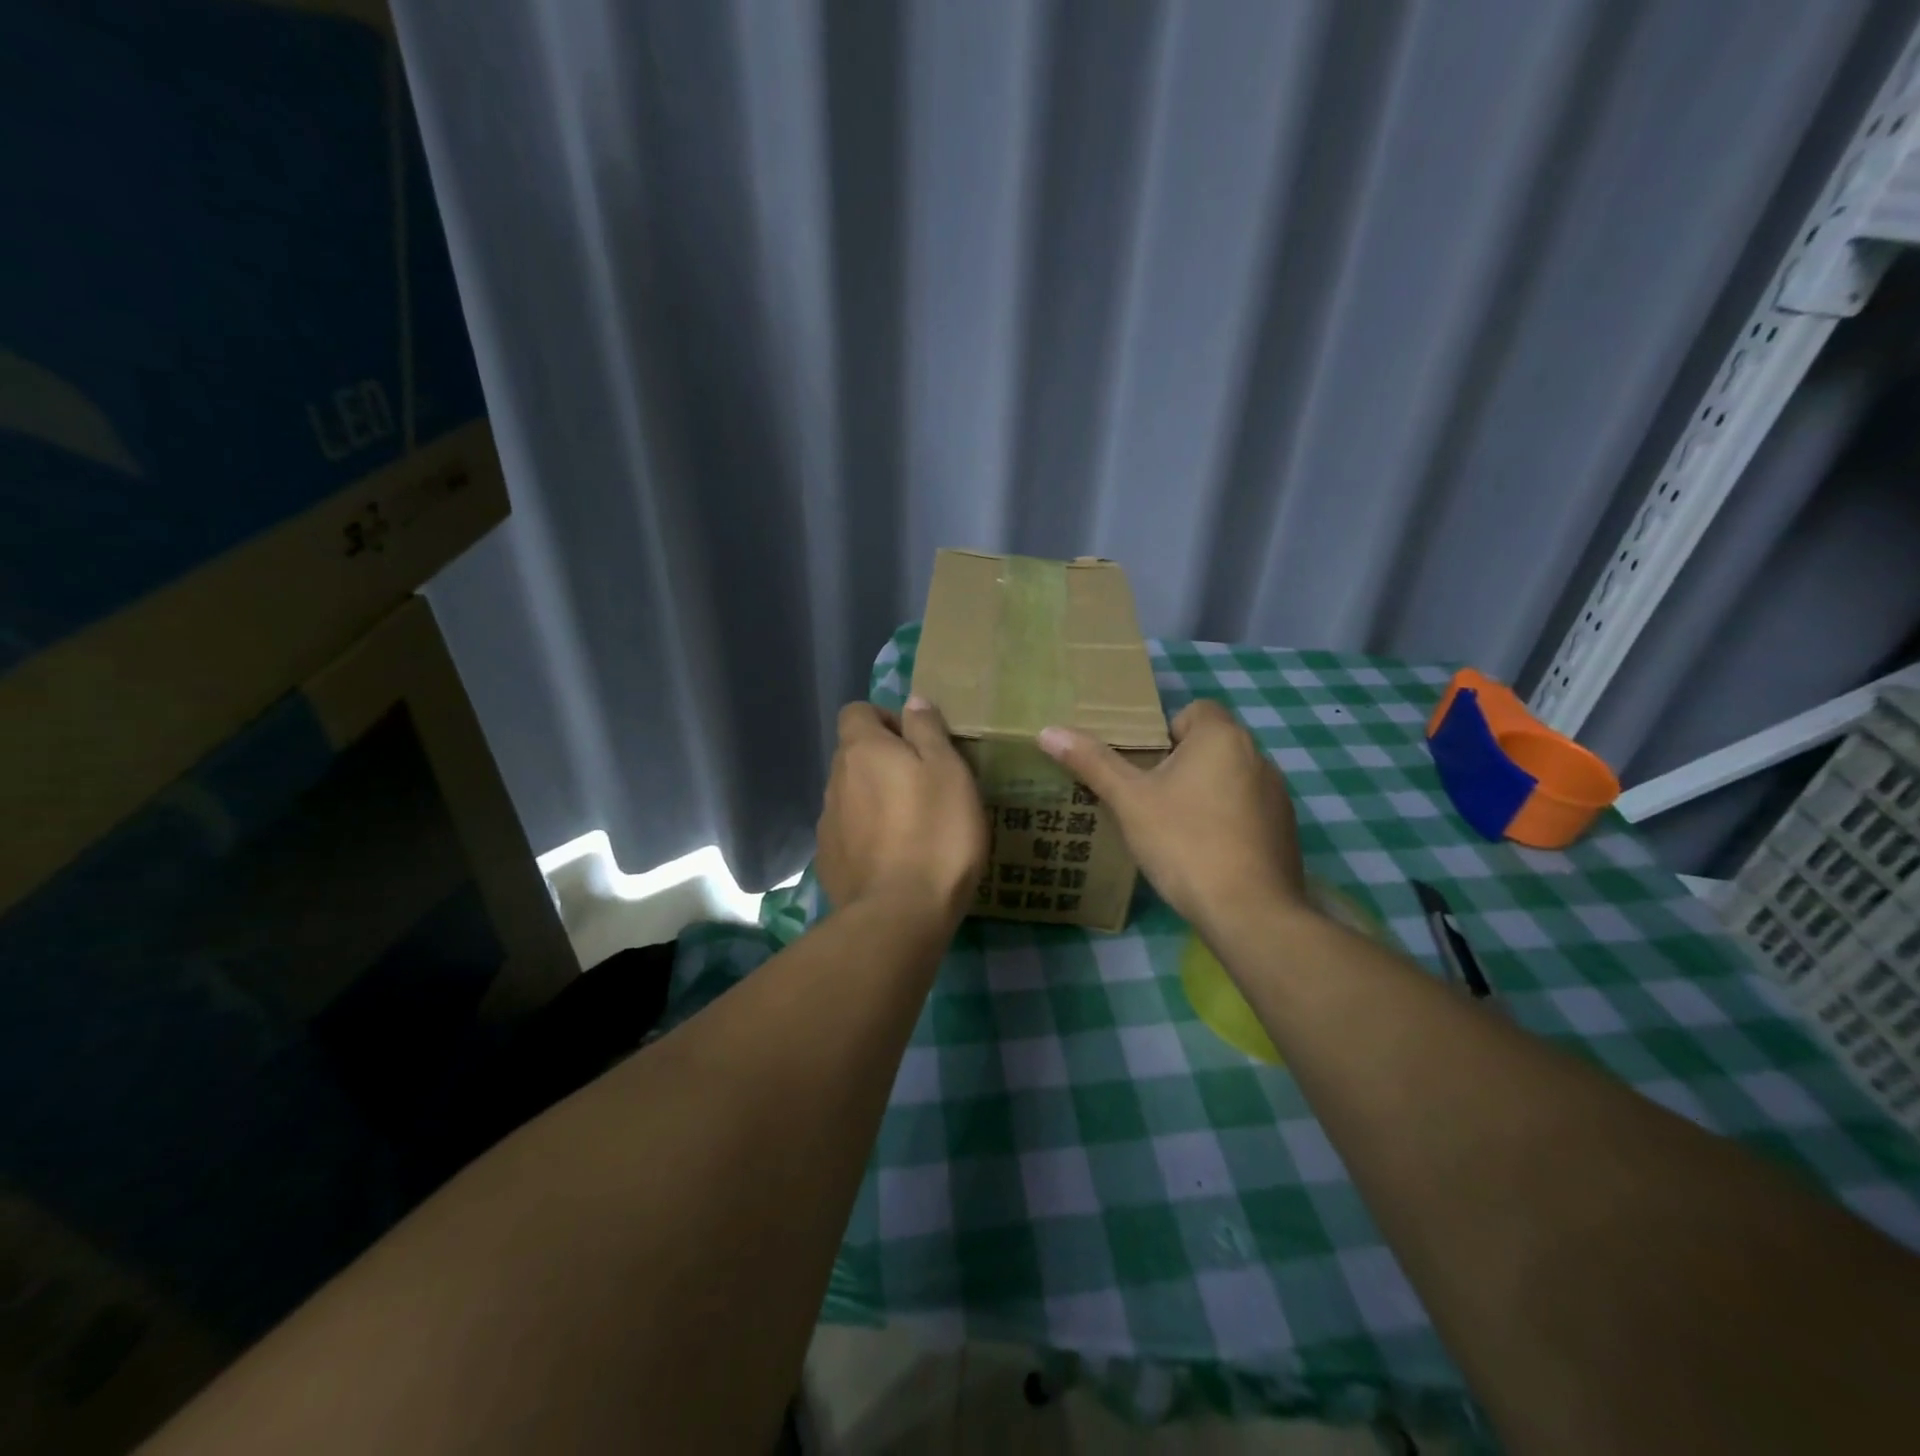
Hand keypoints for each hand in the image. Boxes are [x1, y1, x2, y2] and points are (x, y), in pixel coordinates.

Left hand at [817, 698, 989, 924]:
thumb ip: (928, 730)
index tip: (917, 744)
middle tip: (925, 786)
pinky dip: (868, 836)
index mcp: (862, 750)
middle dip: (884, 761)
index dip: (886, 719)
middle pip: (854, 755)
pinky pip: (849, 833)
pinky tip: (895, 858)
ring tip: (913, 827)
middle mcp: (835, 780)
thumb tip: (912, 701)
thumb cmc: (936, 832)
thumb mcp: (948, 770)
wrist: (901, 914)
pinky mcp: (828, 861)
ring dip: (876, 800)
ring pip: (851, 795)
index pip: (857, 711)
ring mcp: (827, 823)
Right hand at [1038, 699, 1307, 931]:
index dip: (1165, 732)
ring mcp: (1277, 795)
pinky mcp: (1286, 830)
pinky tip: (1205, 853)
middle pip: (1210, 745)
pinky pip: (1247, 810)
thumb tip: (1048, 731)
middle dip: (1180, 765)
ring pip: (1230, 778)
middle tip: (1148, 797)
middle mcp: (1257, 756)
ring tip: (1174, 828)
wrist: (1249, 911)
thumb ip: (1092, 762)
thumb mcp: (1129, 801)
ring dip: (1205, 792)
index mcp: (1222, 737)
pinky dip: (1227, 821)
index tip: (1144, 766)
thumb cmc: (1184, 842)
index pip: (1193, 710)